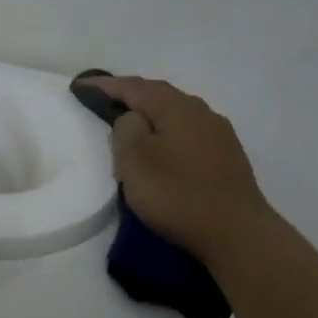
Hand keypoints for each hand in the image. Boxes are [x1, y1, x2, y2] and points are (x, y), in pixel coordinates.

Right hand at [75, 76, 275, 270]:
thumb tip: (133, 119)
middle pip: (159, 96)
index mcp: (177, 107)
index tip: (80, 85)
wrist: (237, 232)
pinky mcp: (228, 158)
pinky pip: (189, 135)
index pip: (133, 86)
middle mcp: (202, 112)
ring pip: (177, 115)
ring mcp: (219, 135)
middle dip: (130, 95)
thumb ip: (126, 130)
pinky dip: (169, 135)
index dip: (104, 85)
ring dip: (152, 116)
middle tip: (104, 100)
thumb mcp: (135, 161)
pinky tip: (165, 149)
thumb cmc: (178, 195)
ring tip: (132, 124)